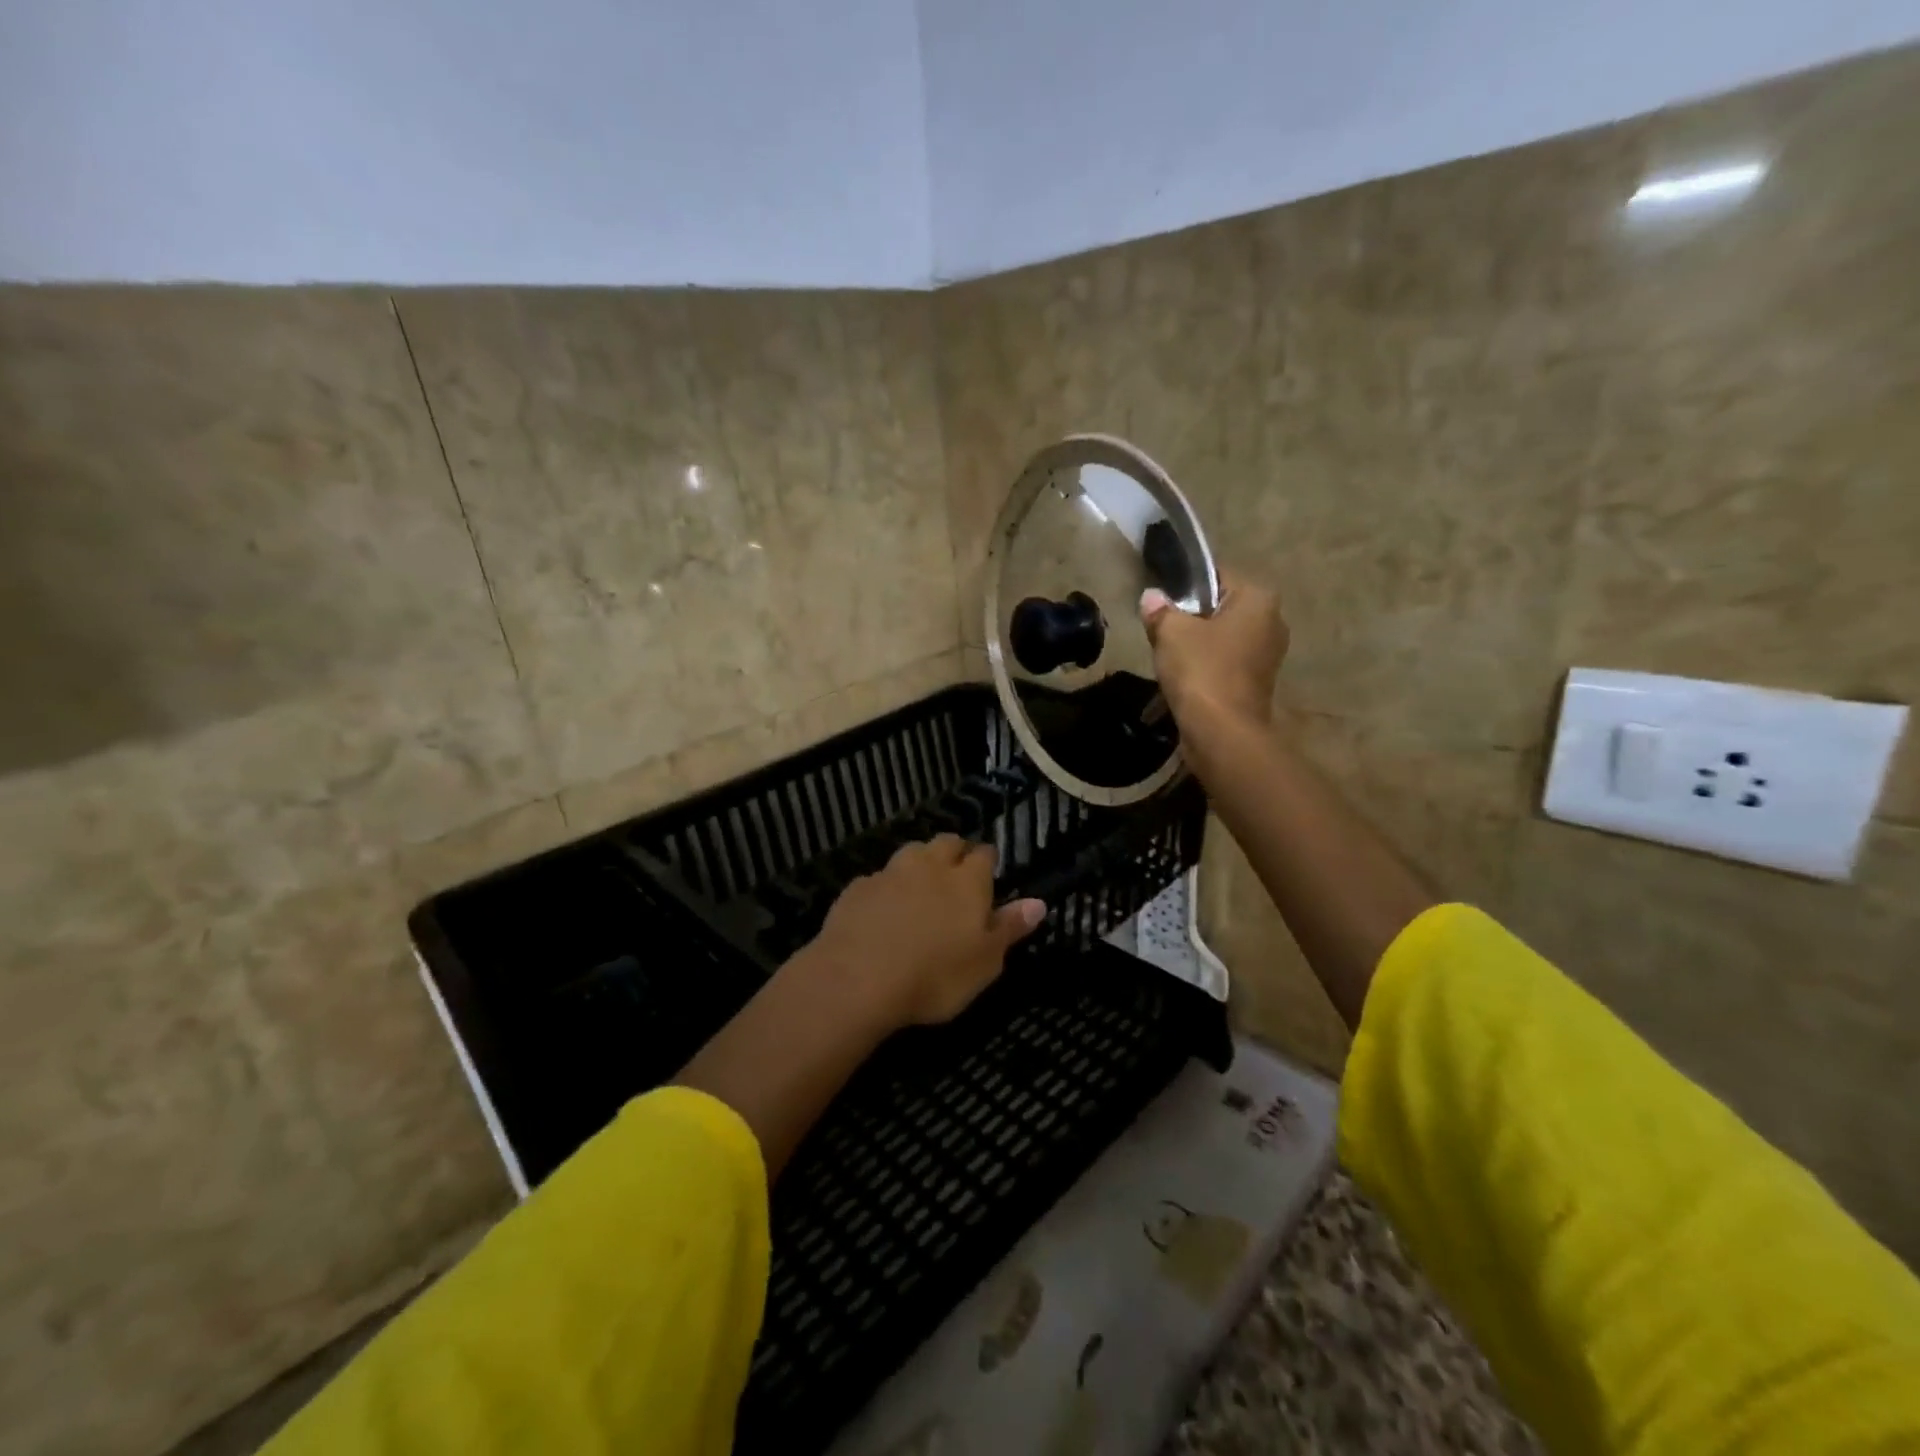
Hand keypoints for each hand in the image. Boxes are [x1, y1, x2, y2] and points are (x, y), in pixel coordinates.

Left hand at [800, 836, 1046, 1027]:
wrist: (857, 980)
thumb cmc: (934, 976)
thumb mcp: (985, 963)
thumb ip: (1009, 928)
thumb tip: (1038, 902)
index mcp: (967, 881)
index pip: (984, 854)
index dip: (988, 862)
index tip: (989, 874)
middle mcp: (930, 866)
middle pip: (947, 842)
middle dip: (955, 852)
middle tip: (956, 875)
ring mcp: (890, 873)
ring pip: (911, 852)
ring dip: (920, 863)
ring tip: (921, 887)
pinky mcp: (857, 888)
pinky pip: (878, 878)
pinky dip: (885, 888)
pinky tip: (882, 910)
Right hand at [1140, 570, 1288, 730]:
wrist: (1222, 732)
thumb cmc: (1201, 670)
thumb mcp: (1171, 632)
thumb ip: (1160, 610)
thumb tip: (1151, 597)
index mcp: (1259, 599)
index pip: (1217, 576)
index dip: (1185, 585)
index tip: (1160, 600)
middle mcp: (1272, 622)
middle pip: (1221, 608)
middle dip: (1192, 616)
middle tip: (1160, 628)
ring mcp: (1268, 656)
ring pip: (1223, 637)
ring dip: (1197, 644)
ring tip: (1167, 654)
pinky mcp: (1257, 684)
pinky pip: (1226, 663)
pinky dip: (1206, 666)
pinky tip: (1182, 677)